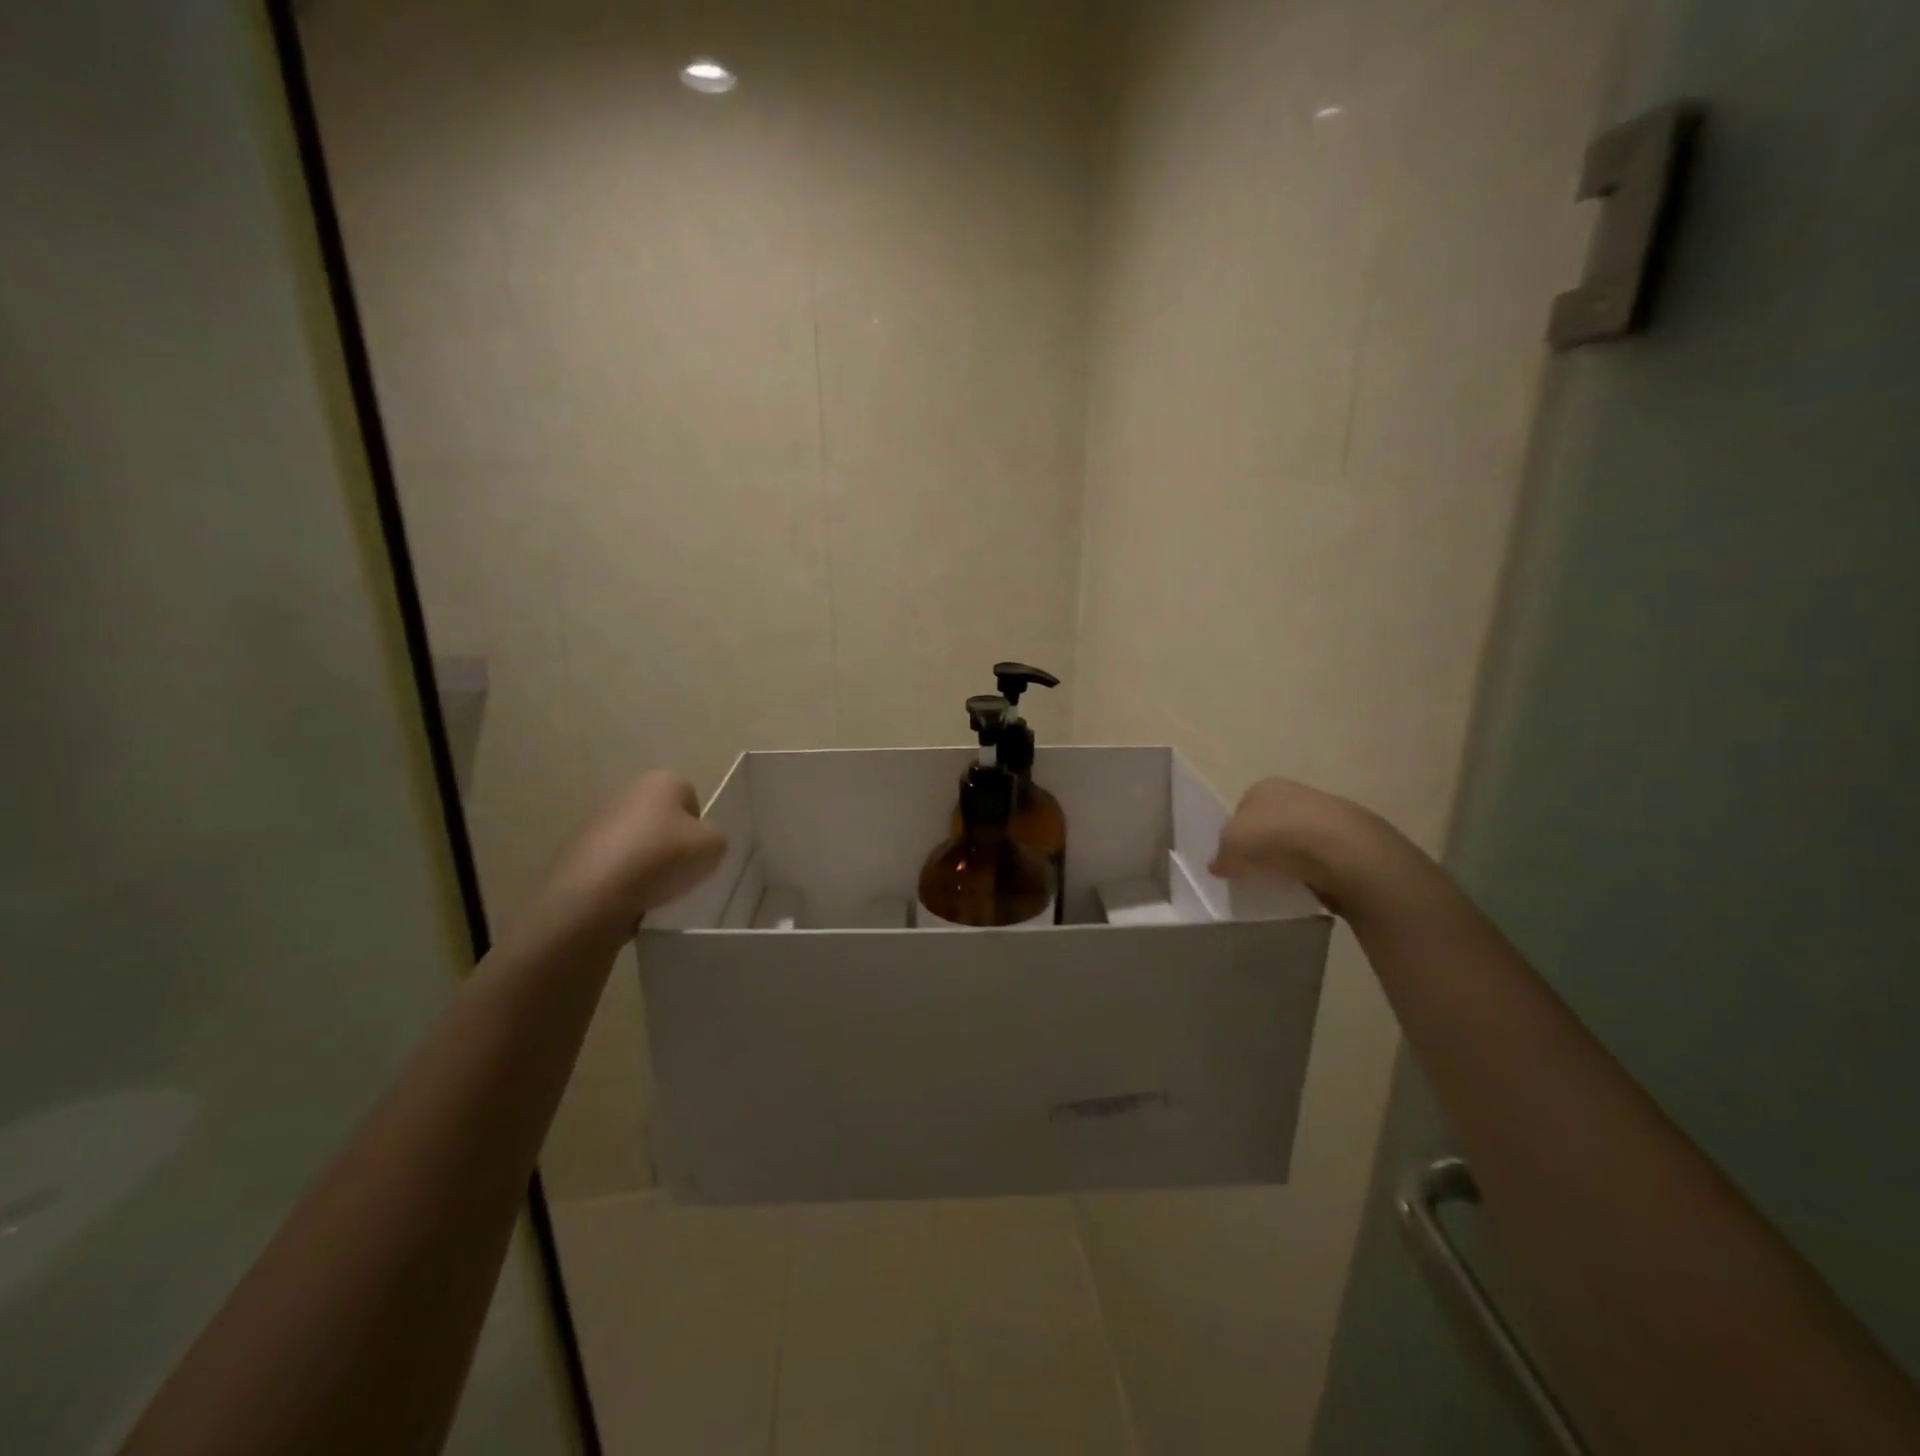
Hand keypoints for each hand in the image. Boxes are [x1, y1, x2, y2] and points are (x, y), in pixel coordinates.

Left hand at [536, 771, 726, 936]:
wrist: (593, 896)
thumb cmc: (661, 859)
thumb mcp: (714, 847)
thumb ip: (715, 839)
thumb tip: (699, 843)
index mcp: (661, 781)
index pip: (691, 797)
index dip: (699, 826)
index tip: (697, 852)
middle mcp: (627, 793)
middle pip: (661, 820)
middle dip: (671, 844)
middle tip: (679, 873)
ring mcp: (596, 823)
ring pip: (636, 844)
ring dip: (646, 863)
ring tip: (653, 892)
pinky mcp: (576, 854)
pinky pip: (612, 866)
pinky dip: (622, 881)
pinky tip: (627, 900)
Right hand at [1210, 777, 1408, 914]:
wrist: (1343, 851)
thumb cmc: (1276, 836)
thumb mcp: (1231, 845)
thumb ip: (1220, 856)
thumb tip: (1218, 866)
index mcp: (1263, 786)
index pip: (1241, 810)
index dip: (1234, 836)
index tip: (1234, 861)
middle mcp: (1294, 792)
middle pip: (1269, 824)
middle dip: (1263, 847)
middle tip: (1255, 874)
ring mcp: (1325, 814)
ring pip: (1296, 841)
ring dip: (1289, 860)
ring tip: (1282, 883)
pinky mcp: (1349, 840)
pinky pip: (1320, 859)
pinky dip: (1313, 872)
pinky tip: (1308, 886)